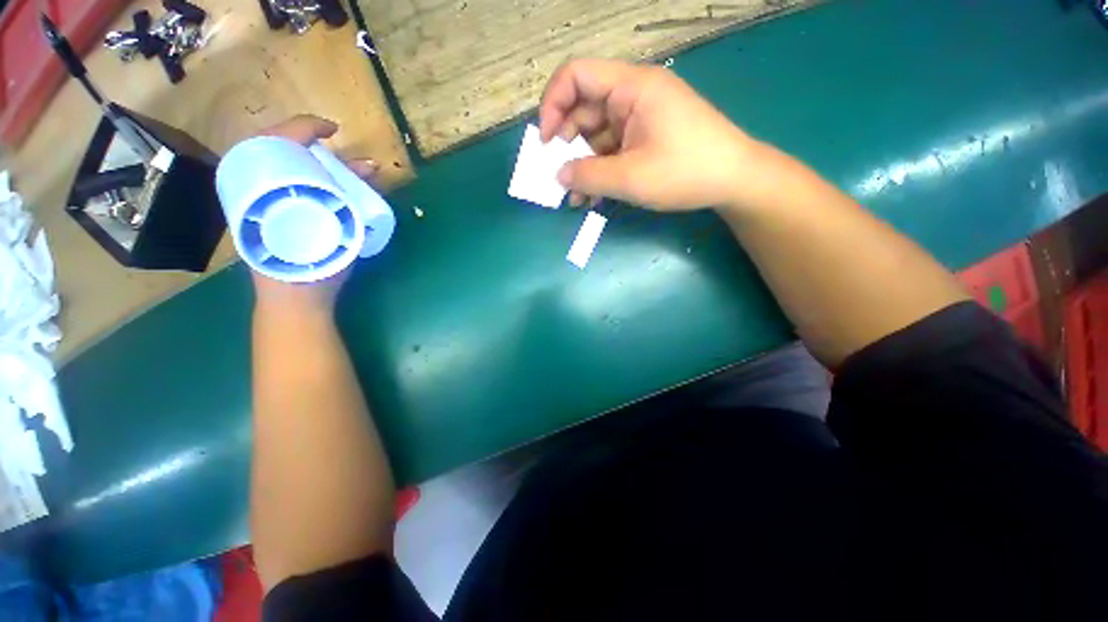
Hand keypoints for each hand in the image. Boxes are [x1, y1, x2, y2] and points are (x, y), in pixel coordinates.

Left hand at [249, 115, 377, 314]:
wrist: (293, 299)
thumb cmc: (310, 268)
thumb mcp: (335, 230)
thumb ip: (352, 199)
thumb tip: (371, 168)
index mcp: (257, 186)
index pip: (275, 139)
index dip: (304, 126)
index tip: (334, 130)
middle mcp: (252, 188)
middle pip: (276, 148)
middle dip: (308, 143)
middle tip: (337, 154)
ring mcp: (257, 201)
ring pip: (279, 166)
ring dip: (311, 161)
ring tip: (338, 169)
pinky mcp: (268, 215)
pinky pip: (283, 184)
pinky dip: (307, 179)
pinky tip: (326, 186)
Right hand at [540, 59, 758, 211]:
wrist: (732, 180)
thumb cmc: (685, 172)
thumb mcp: (631, 178)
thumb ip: (588, 177)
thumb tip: (558, 175)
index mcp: (631, 87)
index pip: (576, 75)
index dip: (552, 105)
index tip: (546, 143)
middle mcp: (632, 96)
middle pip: (583, 109)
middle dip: (566, 145)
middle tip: (559, 178)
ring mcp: (639, 118)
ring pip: (596, 135)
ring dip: (582, 165)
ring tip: (575, 198)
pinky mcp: (644, 138)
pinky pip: (611, 150)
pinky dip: (599, 171)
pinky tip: (593, 196)